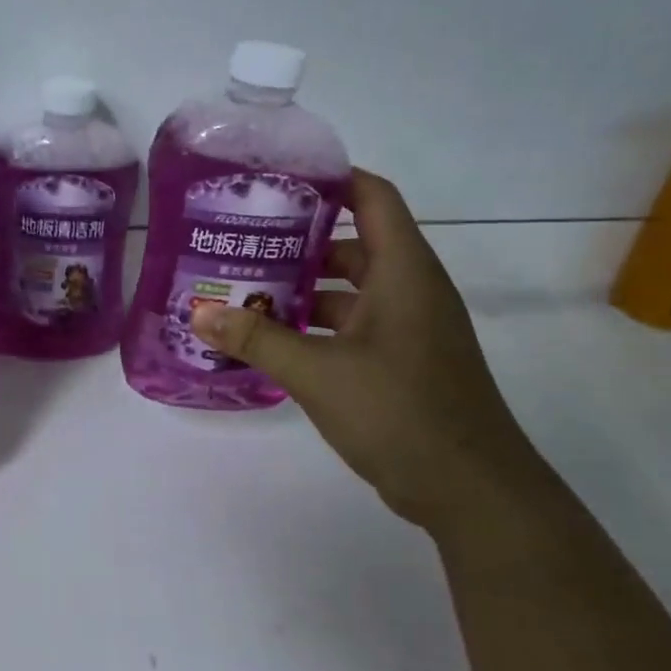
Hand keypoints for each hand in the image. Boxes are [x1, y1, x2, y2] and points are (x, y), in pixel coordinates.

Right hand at [190, 169, 544, 527]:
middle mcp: (410, 290)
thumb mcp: (318, 372)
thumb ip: (256, 339)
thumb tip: (199, 314)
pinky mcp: (401, 362)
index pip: (372, 197)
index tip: (277, 179)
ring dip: (302, 289)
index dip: (331, 178)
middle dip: (298, 240)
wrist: (471, 491)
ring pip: (349, 290)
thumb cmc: (400, 412)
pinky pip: (352, 327)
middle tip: (241, 240)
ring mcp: (408, 329)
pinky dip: (314, 326)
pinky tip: (271, 340)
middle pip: (352, 244)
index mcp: (403, 272)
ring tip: (243, 289)